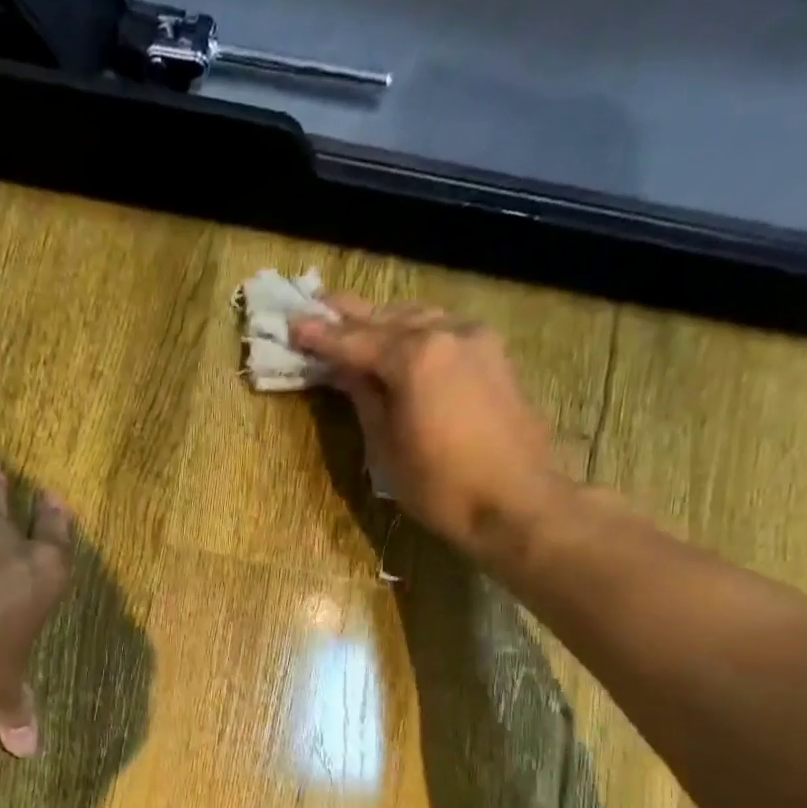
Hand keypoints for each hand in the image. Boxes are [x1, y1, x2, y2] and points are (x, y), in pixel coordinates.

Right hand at [291, 299, 570, 565]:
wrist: (516, 502)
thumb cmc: (440, 485)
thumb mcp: (385, 446)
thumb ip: (364, 398)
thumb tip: (343, 370)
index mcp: (414, 357)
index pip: (354, 341)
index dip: (319, 336)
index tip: (291, 324)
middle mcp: (446, 334)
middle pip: (386, 319)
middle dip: (349, 315)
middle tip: (316, 305)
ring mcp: (475, 340)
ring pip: (418, 318)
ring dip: (383, 319)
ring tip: (354, 320)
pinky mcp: (493, 356)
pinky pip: (443, 329)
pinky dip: (414, 329)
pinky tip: (400, 337)